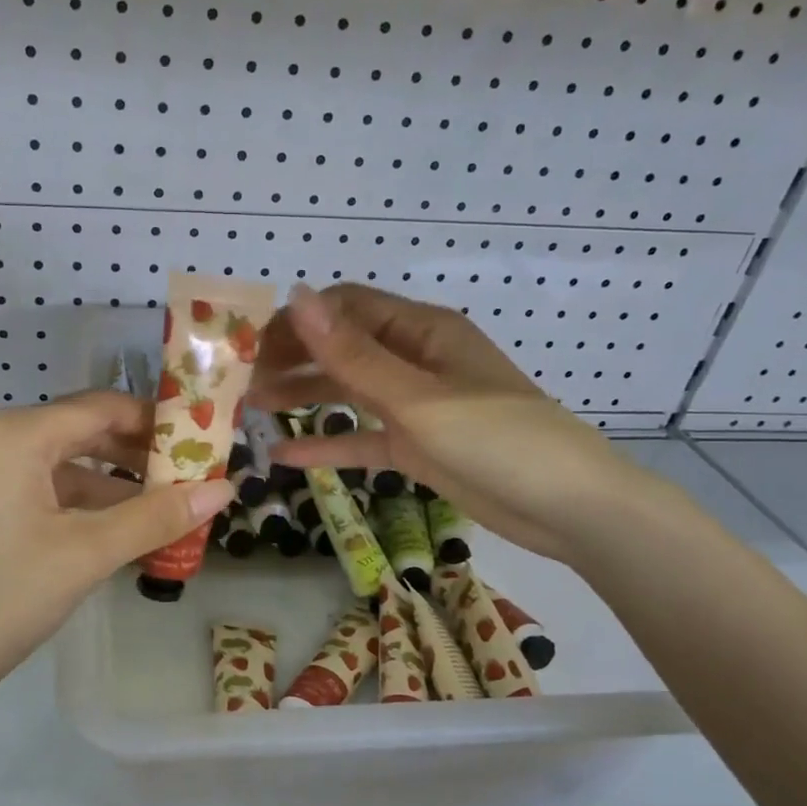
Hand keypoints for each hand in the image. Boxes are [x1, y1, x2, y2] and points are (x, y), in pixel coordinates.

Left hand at [0, 390, 234, 724]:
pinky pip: (36, 496)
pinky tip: (109, 539)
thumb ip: (154, 518)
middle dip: (139, 459)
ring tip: (162, 517)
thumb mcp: (83, 556)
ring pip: (60, 470)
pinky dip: (77, 511)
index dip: (159, 423)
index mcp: (18, 436)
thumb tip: (224, 489)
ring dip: (111, 490)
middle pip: (82, 434)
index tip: (206, 447)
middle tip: (192, 485)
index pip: (104, 407)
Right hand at [251, 284, 643, 560]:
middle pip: (342, 349)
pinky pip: (361, 438)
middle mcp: (414, 361)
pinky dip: (327, 444)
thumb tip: (295, 297)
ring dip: (303, 397)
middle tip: (240, 383)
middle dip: (293, 360)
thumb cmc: (498, 440)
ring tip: (251, 409)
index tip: (249, 345)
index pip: (346, 309)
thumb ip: (353, 355)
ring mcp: (415, 406)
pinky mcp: (416, 447)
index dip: (297, 321)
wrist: (567, 508)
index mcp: (422, 331)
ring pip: (347, 392)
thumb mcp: (418, 397)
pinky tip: (284, 456)